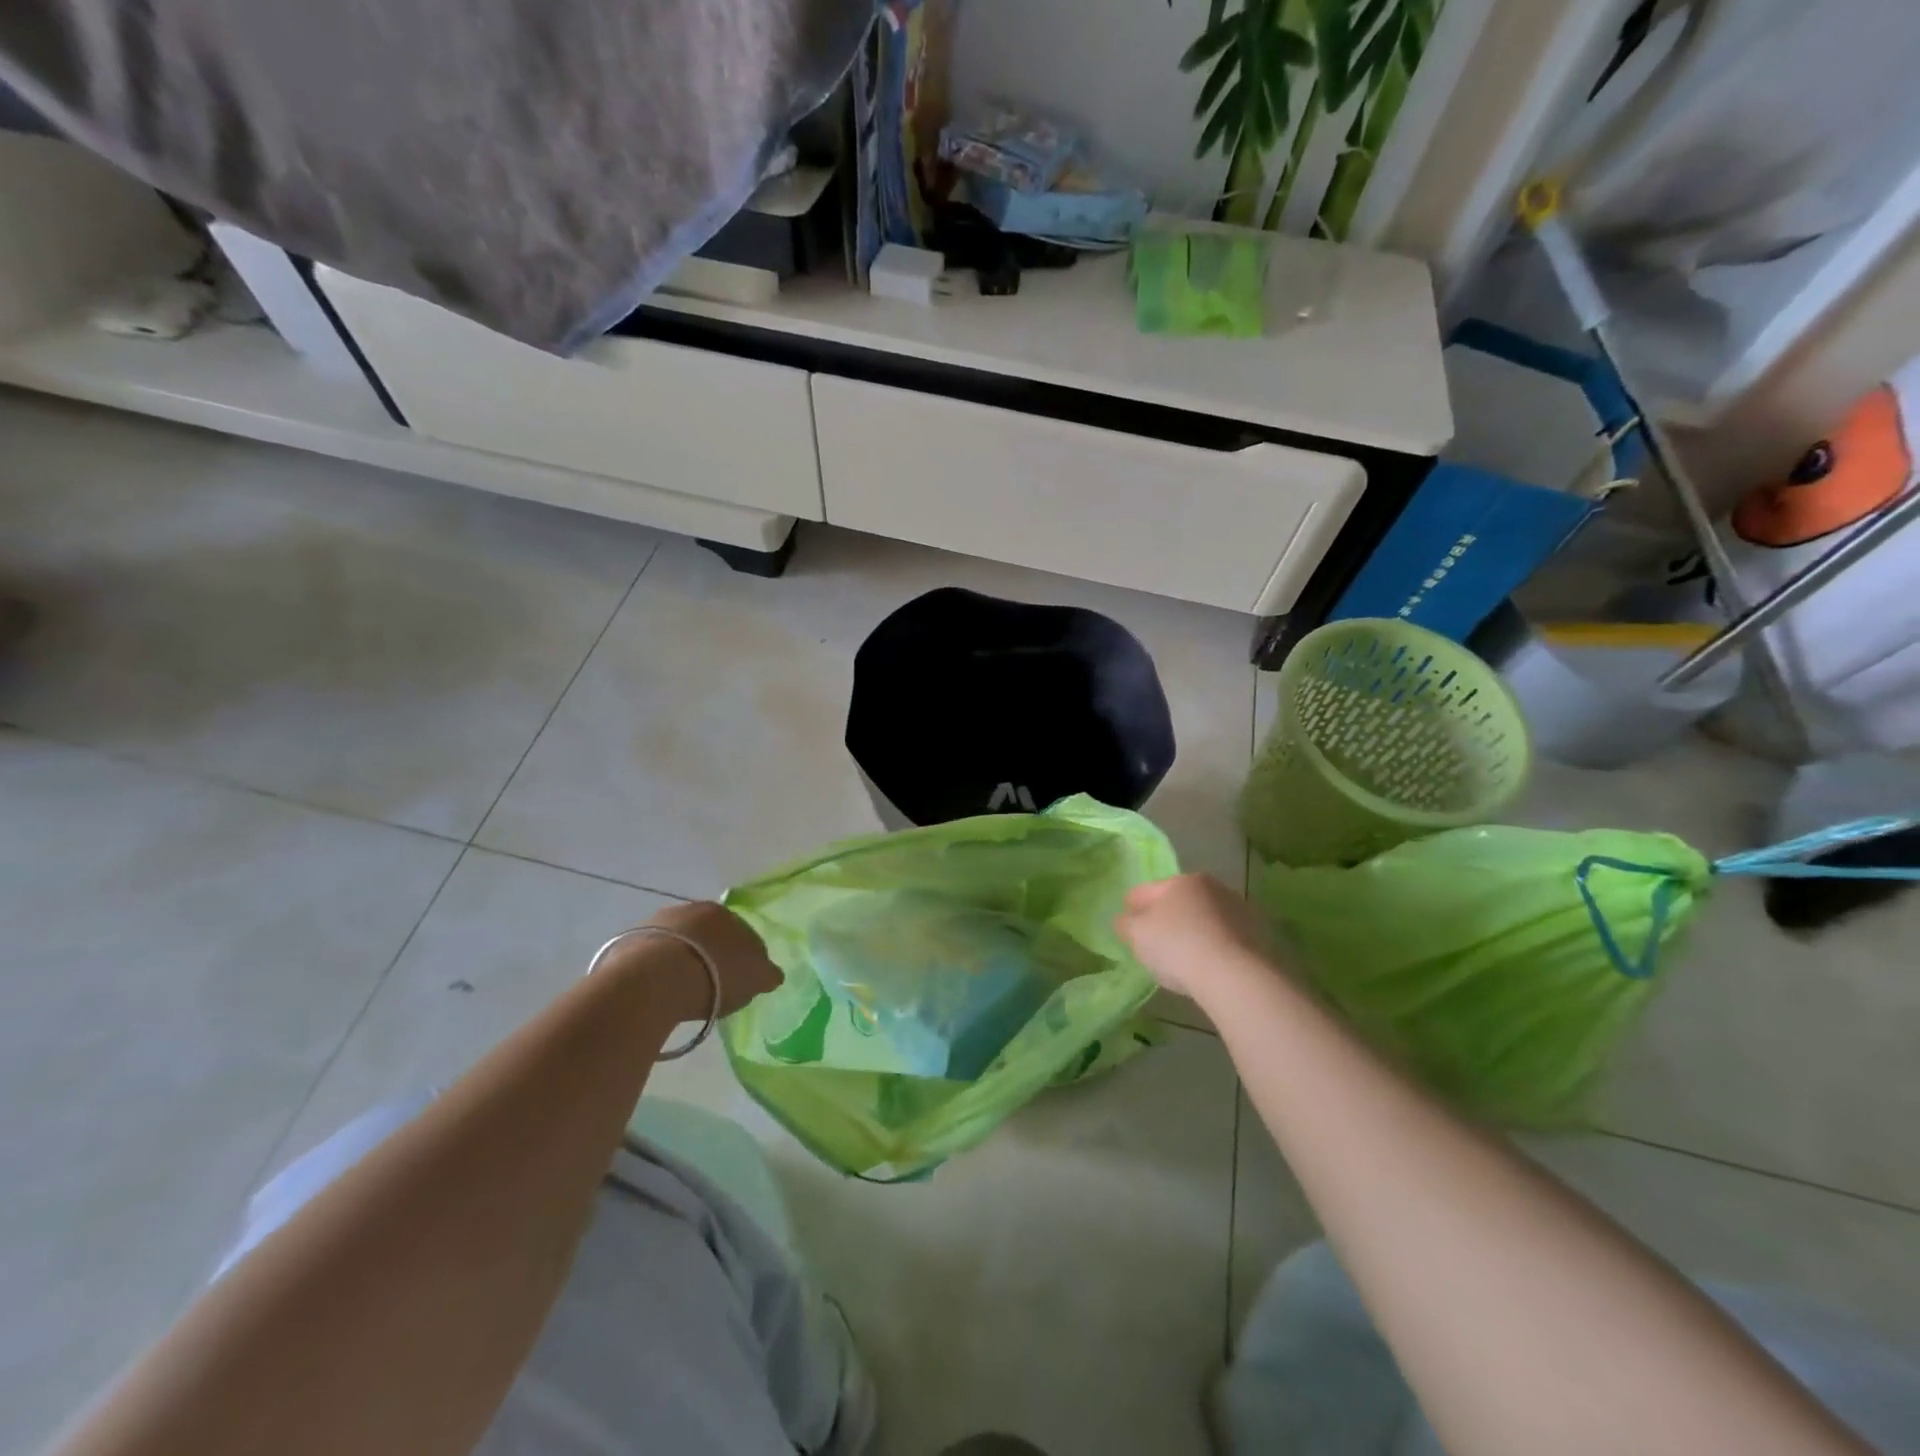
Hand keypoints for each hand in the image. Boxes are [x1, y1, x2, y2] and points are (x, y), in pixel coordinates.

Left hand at [602, 901, 782, 1020]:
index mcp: (723, 913)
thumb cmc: (715, 975)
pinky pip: (650, 960)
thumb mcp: (755, 978)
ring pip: (676, 945)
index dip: (744, 957)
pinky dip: (657, 973)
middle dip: (710, 955)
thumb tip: (772, 974)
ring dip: (681, 962)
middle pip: (706, 936)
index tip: (741, 981)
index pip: (741, 932)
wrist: (654, 980)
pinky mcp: (627, 944)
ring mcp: (655, 925)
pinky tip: (659, 993)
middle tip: (712, 985)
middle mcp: (688, 910)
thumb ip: (766, 973)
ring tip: (682, 993)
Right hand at [1114, 873, 1272, 1000]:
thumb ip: (1125, 924)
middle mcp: (1212, 887)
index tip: (1125, 924)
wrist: (1235, 975)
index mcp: (1181, 881)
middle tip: (1153, 942)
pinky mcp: (1257, 935)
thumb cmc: (1178, 946)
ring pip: (1203, 918)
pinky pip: (1223, 937)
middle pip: (1178, 901)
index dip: (1131, 907)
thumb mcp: (1137, 935)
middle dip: (1165, 917)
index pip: (1146, 890)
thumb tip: (1124, 919)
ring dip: (1192, 930)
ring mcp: (1238, 910)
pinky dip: (1212, 946)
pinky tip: (1206, 966)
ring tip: (1182, 958)